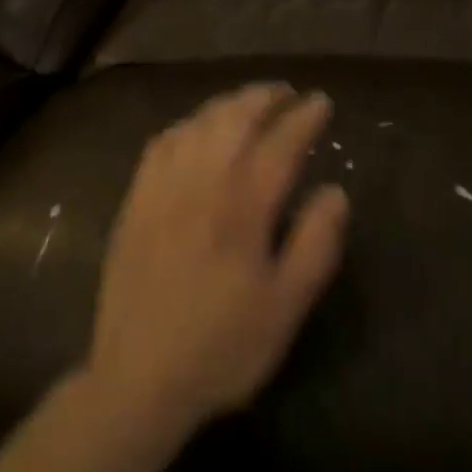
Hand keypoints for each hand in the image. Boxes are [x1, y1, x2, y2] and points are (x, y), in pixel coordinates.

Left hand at [85, 84, 349, 442]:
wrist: (138, 380)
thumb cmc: (222, 348)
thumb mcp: (285, 308)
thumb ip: (315, 244)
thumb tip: (335, 191)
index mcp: (242, 207)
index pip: (280, 144)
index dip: (304, 118)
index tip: (321, 102)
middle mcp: (201, 183)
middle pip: (235, 119)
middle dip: (264, 97)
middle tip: (287, 92)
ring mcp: (163, 187)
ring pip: (198, 123)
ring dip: (228, 103)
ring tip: (249, 101)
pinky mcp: (136, 199)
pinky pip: (162, 142)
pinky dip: (187, 123)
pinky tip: (196, 128)